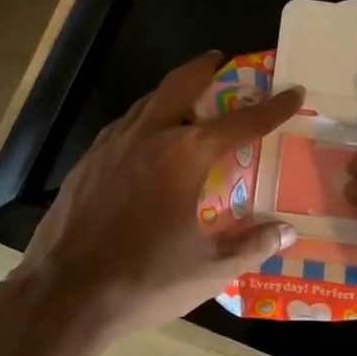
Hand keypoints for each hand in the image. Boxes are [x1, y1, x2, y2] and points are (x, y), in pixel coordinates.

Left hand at [16, 52, 303, 341]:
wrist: (63, 295)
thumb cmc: (144, 280)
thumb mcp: (209, 269)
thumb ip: (252, 245)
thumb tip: (288, 232)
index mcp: (184, 156)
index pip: (241, 122)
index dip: (272, 107)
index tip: (293, 91)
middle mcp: (148, 137)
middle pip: (180, 85)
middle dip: (205, 68)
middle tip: (220, 60)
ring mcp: (110, 147)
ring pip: (147, 103)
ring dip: (172, 94)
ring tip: (188, 102)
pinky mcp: (86, 163)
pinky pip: (122, 127)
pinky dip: (143, 122)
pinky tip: (146, 143)